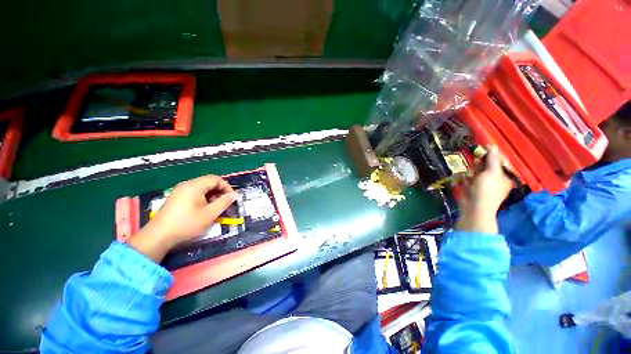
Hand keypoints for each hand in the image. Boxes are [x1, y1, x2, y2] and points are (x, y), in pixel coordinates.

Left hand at [128, 175, 237, 261]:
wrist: (158, 237)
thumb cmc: (186, 224)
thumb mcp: (209, 214)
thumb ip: (224, 202)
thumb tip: (234, 195)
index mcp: (194, 186)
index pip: (216, 179)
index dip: (227, 187)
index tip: (232, 198)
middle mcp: (187, 185)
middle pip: (209, 182)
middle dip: (220, 192)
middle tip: (225, 204)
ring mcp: (180, 191)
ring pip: (202, 188)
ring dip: (212, 196)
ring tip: (215, 208)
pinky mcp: (176, 198)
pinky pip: (194, 193)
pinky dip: (203, 199)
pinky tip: (204, 210)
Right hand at [456, 146, 513, 232]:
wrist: (474, 207)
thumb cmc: (486, 190)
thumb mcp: (491, 173)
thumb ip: (492, 159)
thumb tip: (494, 146)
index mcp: (504, 175)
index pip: (500, 160)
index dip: (493, 153)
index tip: (484, 145)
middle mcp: (495, 178)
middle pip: (488, 164)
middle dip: (480, 163)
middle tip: (475, 161)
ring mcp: (483, 183)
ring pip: (477, 170)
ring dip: (472, 171)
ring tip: (470, 175)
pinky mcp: (473, 187)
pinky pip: (470, 178)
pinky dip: (467, 178)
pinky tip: (465, 181)